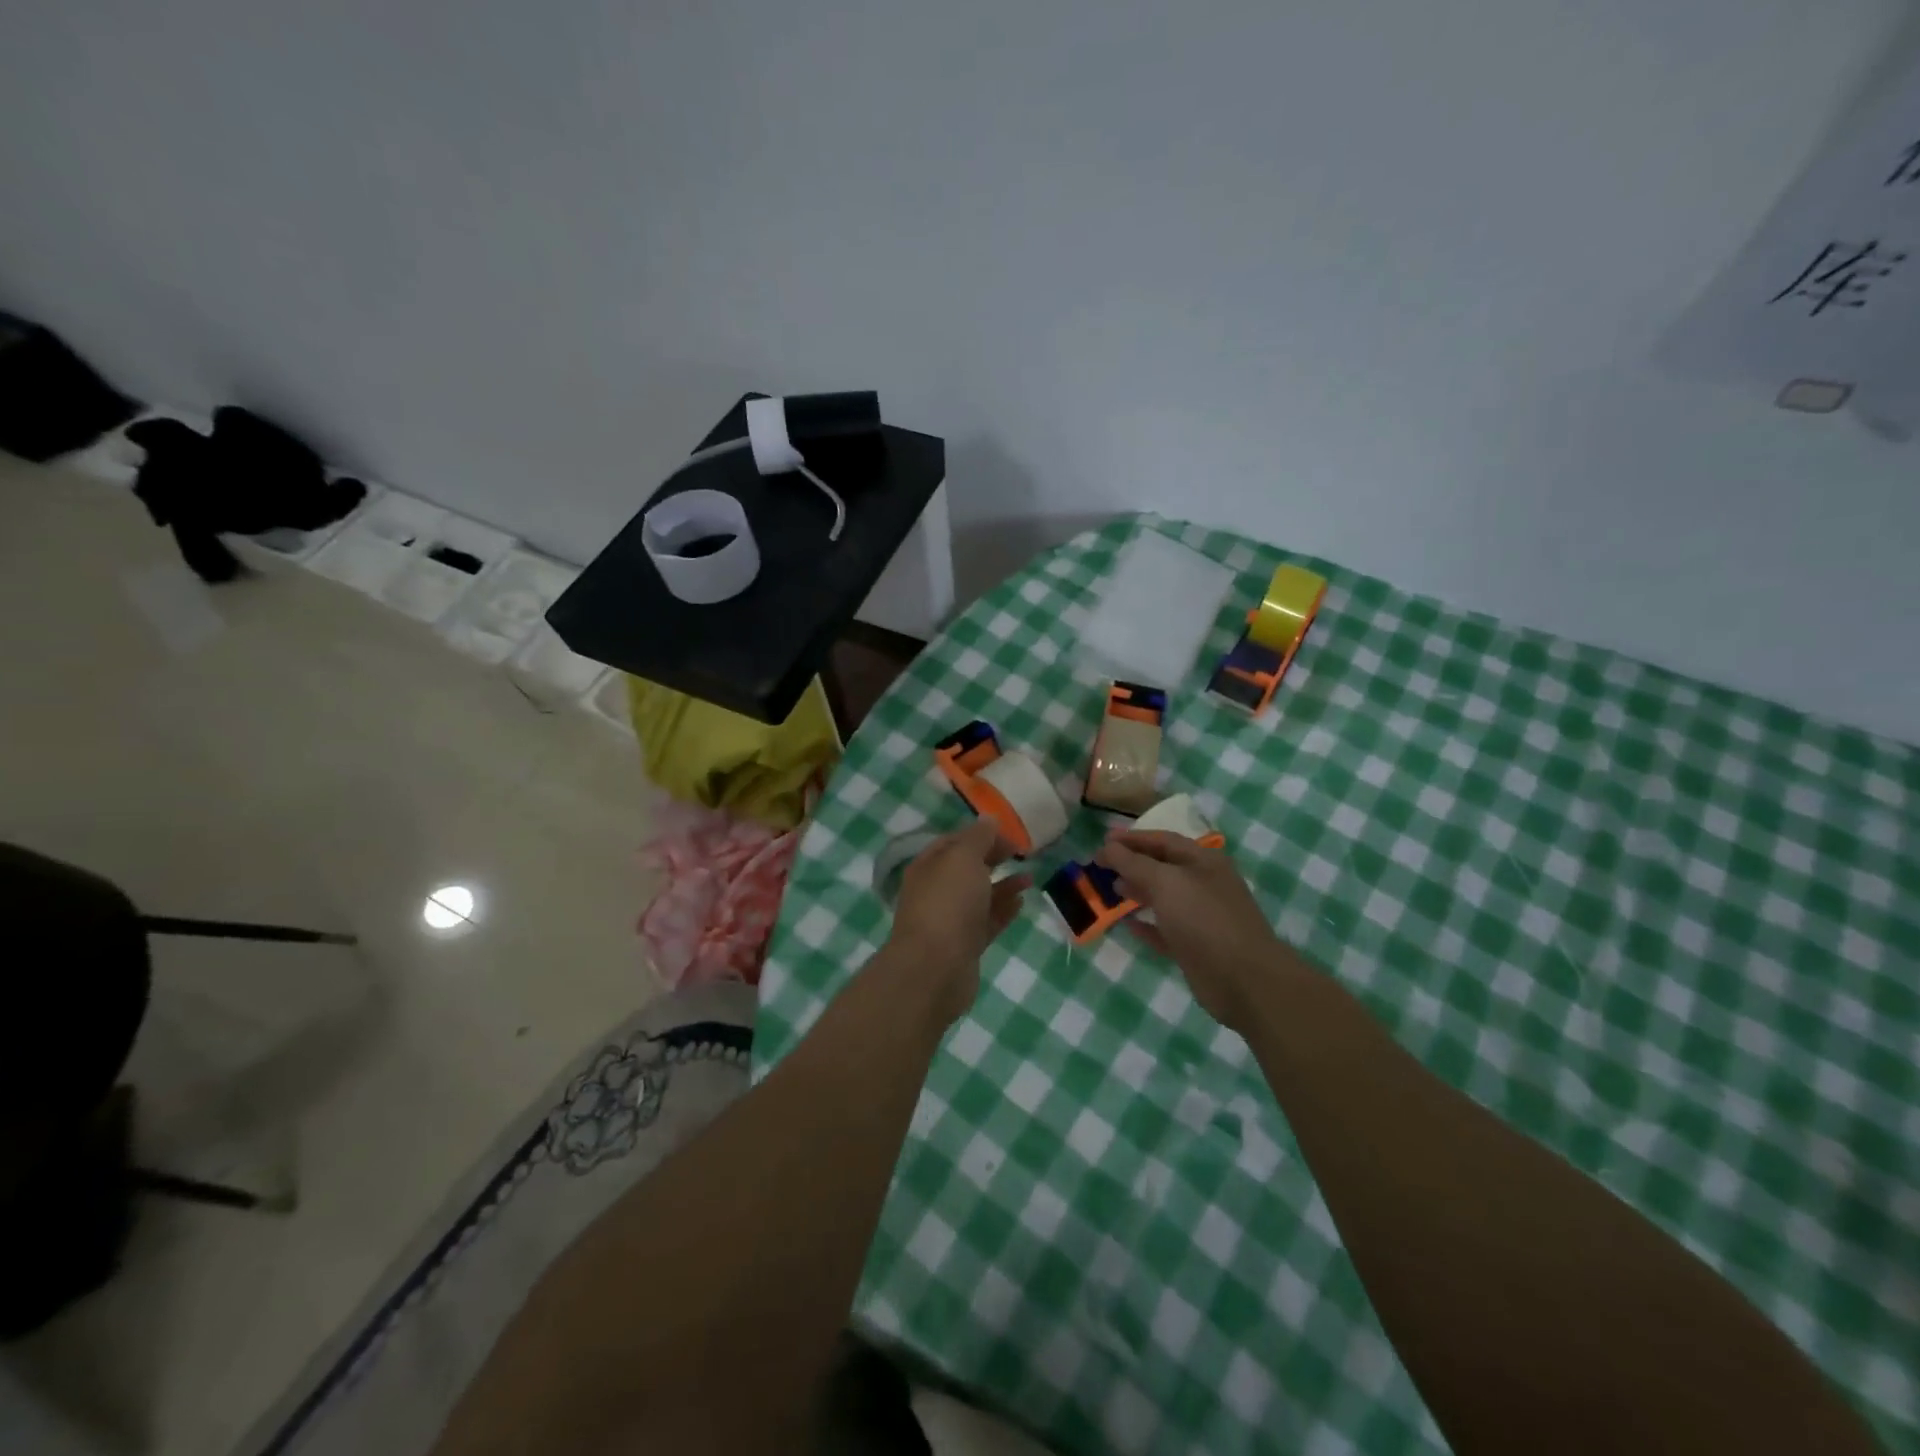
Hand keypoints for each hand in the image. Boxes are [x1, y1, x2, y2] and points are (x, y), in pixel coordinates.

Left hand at [887, 818, 1029, 1023]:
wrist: (935, 969)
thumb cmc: (948, 904)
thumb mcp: (963, 858)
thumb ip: (978, 837)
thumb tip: (988, 819)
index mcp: (929, 866)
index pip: (954, 842)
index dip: (981, 834)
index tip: (1010, 834)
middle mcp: (936, 891)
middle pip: (967, 868)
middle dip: (992, 858)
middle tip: (1022, 852)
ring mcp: (950, 920)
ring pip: (979, 896)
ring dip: (1003, 885)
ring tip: (1030, 877)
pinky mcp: (965, 946)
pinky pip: (987, 922)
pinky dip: (1003, 910)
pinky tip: (1021, 902)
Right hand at [1096, 830, 1291, 1030]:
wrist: (1244, 980)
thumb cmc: (1204, 919)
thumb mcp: (1166, 883)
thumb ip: (1134, 863)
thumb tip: (1108, 847)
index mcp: (1203, 861)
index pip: (1162, 840)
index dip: (1132, 838)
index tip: (1103, 840)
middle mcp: (1204, 884)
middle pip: (1162, 867)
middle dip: (1132, 863)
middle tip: (1100, 865)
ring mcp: (1200, 916)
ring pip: (1162, 897)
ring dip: (1136, 891)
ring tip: (1111, 889)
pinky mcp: (1194, 946)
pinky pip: (1164, 929)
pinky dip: (1145, 924)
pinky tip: (1126, 923)